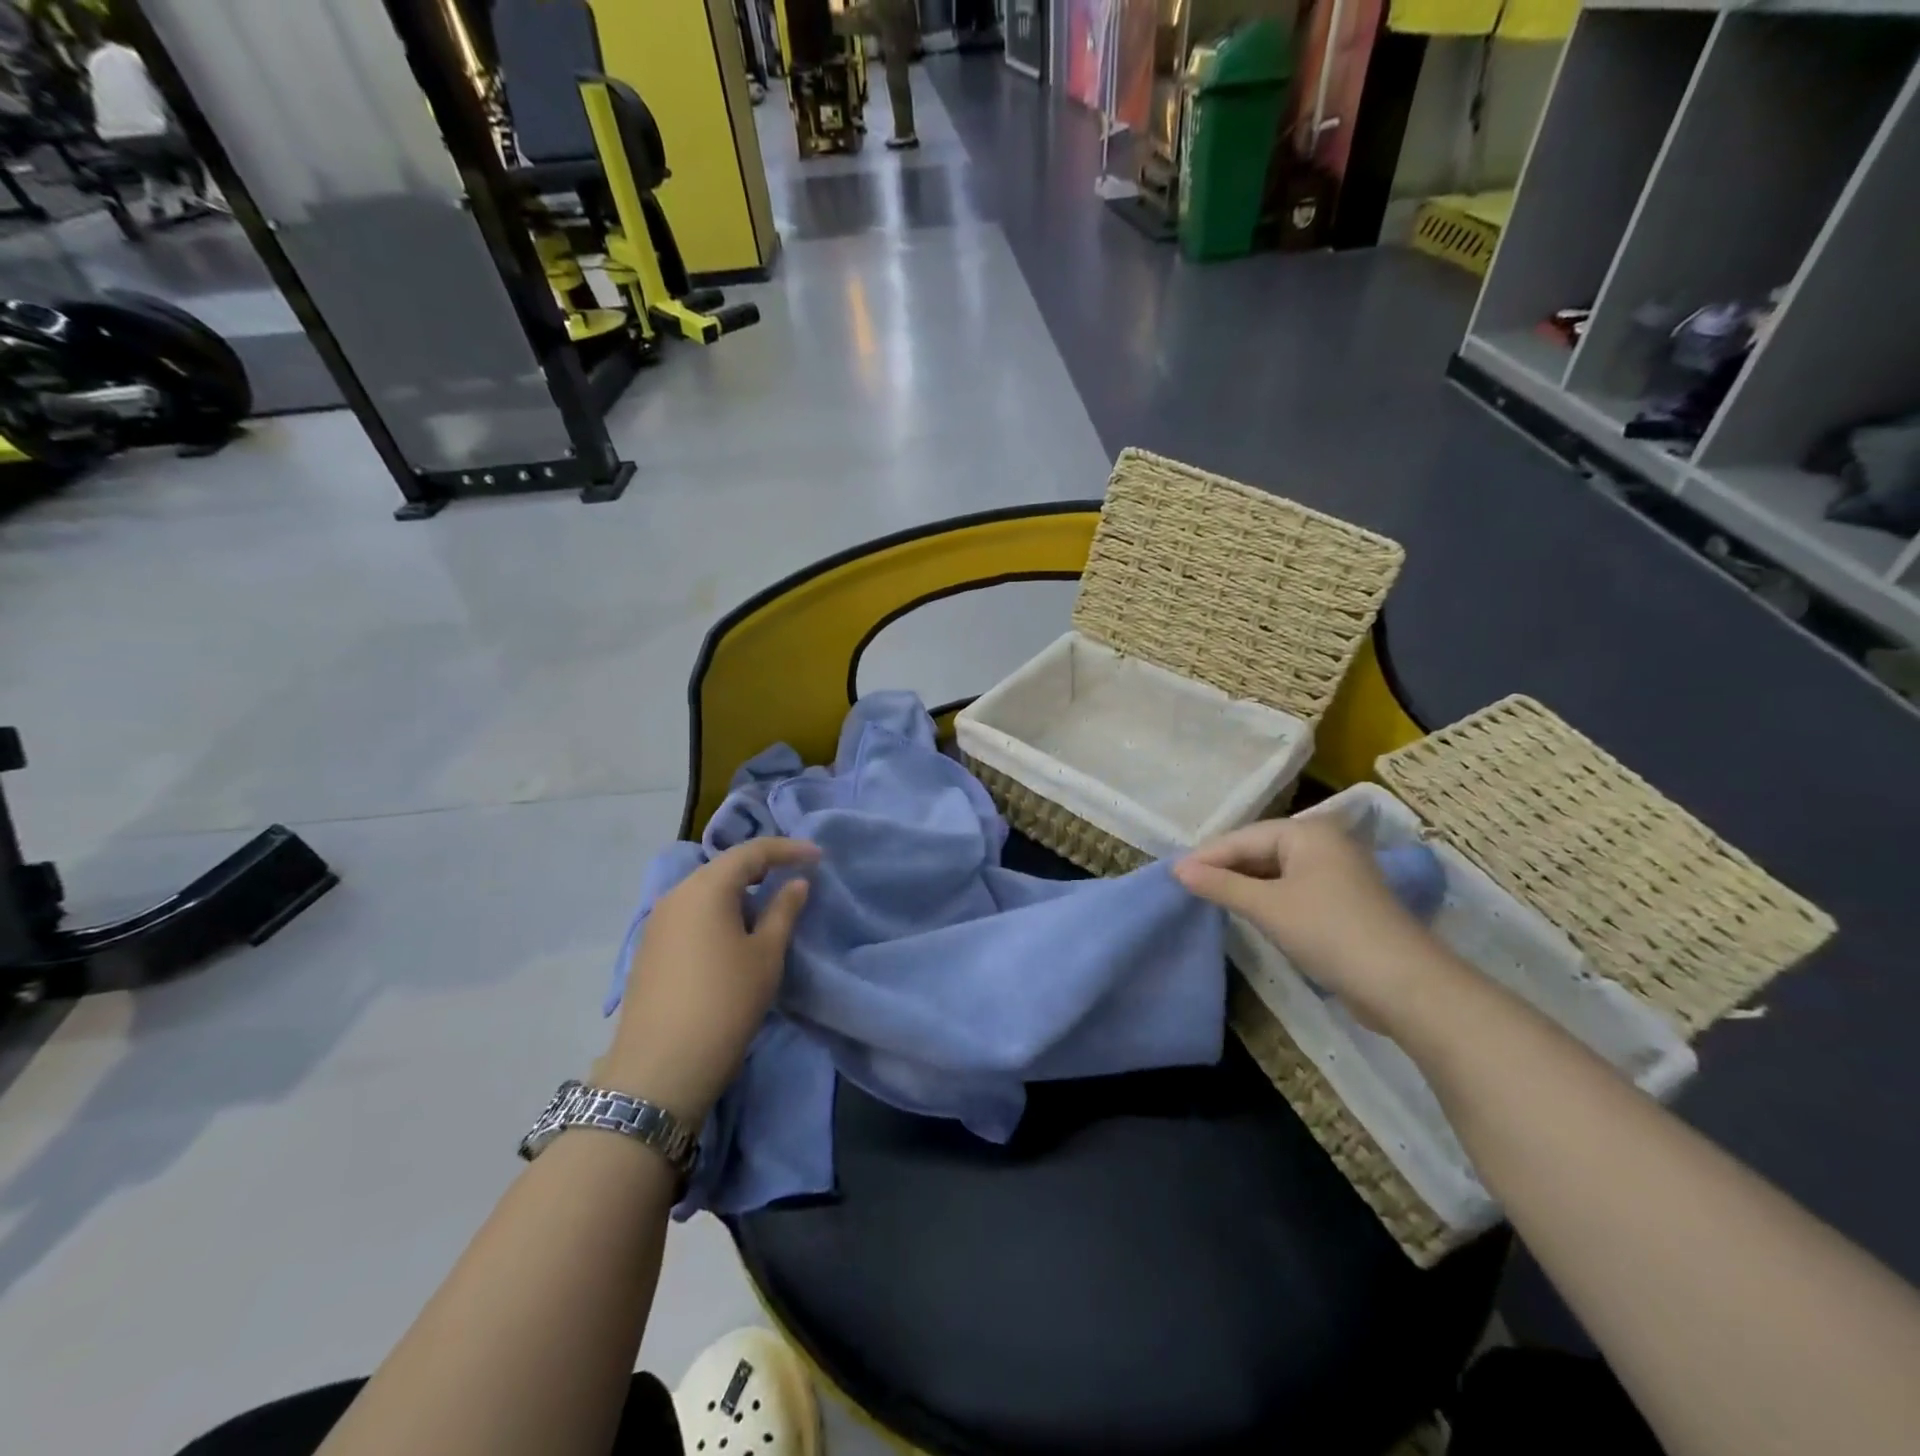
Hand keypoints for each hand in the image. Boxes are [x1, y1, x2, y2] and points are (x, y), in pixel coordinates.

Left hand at [601, 838, 819, 1124]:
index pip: (752, 852)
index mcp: (706, 887)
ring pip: (705, 890)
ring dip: (738, 891)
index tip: (818, 856)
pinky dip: (718, 911)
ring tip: (768, 905)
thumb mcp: (766, 954)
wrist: (660, 1068)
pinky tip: (734, 933)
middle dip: (762, 867)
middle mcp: (676, 894)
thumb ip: (783, 911)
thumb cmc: (725, 1002)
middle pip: (724, 867)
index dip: (787, 849)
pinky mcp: (650, 948)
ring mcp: (657, 922)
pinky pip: (691, 913)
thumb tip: (795, 883)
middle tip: (795, 875)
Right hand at [1174, 817, 1454, 1030]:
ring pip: (1276, 871)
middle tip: (1187, 887)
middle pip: (1261, 850)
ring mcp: (1337, 873)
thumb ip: (1221, 885)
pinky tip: (1247, 911)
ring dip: (1244, 885)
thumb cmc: (1329, 932)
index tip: (1173, 875)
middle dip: (1225, 869)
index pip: (1244, 837)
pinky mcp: (1343, 902)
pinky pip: (1292, 889)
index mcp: (1308, 832)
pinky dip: (1267, 898)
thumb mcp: (1267, 907)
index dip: (1207, 856)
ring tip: (1209, 899)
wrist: (1405, 985)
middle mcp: (1324, 843)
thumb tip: (1178, 870)